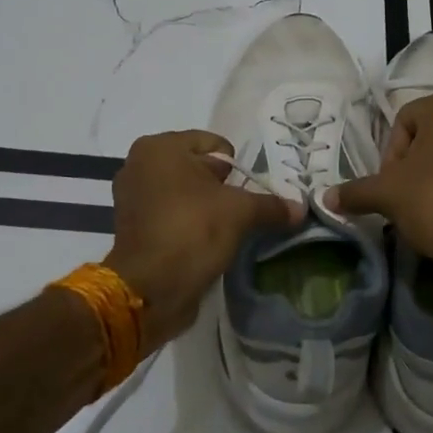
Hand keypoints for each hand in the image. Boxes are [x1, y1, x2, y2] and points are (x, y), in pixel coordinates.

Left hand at [105, 130, 303, 350]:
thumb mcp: (240, 213)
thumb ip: (271, 205)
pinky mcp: (131, 227)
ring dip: (205, 208)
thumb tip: (300, 208)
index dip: (236, 168)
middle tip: (240, 212)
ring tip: (224, 230)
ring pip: (184, 193)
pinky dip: (187, 224)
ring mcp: (131, 197)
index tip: (246, 193)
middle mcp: (139, 164)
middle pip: (197, 168)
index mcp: (160, 147)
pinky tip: (205, 243)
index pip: (213, 144)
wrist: (149, 289)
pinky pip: (170, 215)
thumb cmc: (192, 230)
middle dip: (221, 187)